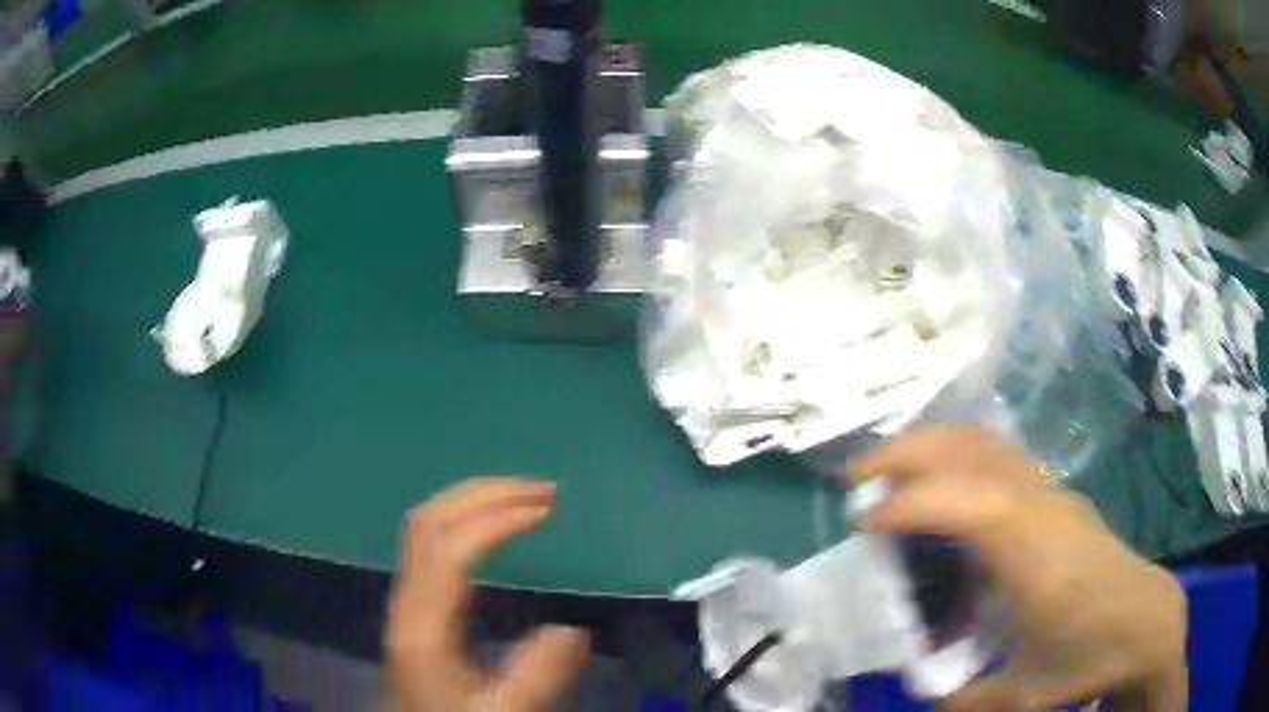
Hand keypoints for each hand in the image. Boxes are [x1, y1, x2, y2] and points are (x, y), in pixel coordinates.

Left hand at [387, 477, 590, 711]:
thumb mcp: (503, 710)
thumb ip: (537, 676)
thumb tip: (575, 629)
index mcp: (424, 628)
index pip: (448, 550)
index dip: (495, 521)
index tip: (546, 512)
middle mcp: (407, 601)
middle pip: (429, 521)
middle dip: (485, 493)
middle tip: (543, 490)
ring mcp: (405, 596)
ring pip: (425, 523)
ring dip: (473, 499)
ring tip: (525, 497)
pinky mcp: (413, 599)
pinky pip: (429, 538)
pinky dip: (464, 516)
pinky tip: (494, 525)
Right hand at [850, 427, 1186, 711]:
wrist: (1146, 621)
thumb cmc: (1090, 655)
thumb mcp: (1021, 697)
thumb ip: (961, 700)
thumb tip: (917, 691)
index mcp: (1036, 557)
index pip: (972, 503)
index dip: (912, 503)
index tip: (861, 521)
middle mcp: (1042, 508)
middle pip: (976, 448)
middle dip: (910, 450)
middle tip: (857, 476)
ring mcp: (1051, 493)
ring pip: (987, 441)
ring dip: (932, 443)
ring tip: (888, 470)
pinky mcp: (1054, 495)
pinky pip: (998, 454)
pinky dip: (957, 452)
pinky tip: (940, 483)